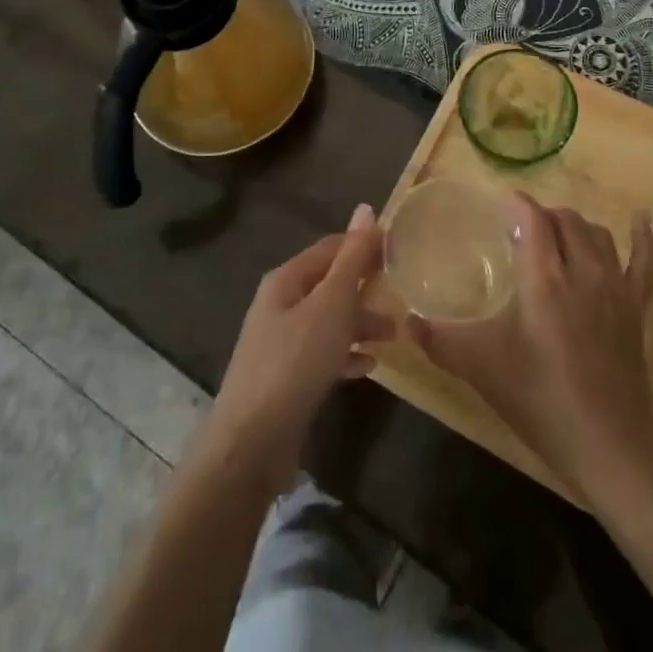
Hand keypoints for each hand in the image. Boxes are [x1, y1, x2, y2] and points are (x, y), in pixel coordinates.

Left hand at [201, 204, 392, 488]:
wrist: (251, 443)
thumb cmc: (296, 362)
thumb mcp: (332, 304)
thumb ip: (352, 259)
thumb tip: (365, 208)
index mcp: (286, 279)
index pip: (330, 248)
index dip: (362, 246)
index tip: (397, 251)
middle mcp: (279, 304)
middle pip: (329, 285)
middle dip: (365, 289)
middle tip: (401, 296)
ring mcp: (279, 343)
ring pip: (328, 321)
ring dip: (359, 323)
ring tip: (394, 335)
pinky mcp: (284, 379)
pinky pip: (322, 355)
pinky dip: (345, 354)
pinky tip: (368, 366)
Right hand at [409, 193, 652, 496]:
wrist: (610, 445)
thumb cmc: (541, 399)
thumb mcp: (482, 369)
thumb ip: (442, 342)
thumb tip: (409, 323)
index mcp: (544, 276)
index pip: (532, 217)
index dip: (515, 204)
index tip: (498, 206)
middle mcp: (581, 269)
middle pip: (564, 220)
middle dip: (542, 216)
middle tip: (520, 232)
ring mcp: (614, 286)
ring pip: (596, 234)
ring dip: (575, 226)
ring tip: (556, 235)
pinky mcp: (636, 308)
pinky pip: (642, 261)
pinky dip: (641, 237)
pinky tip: (640, 219)